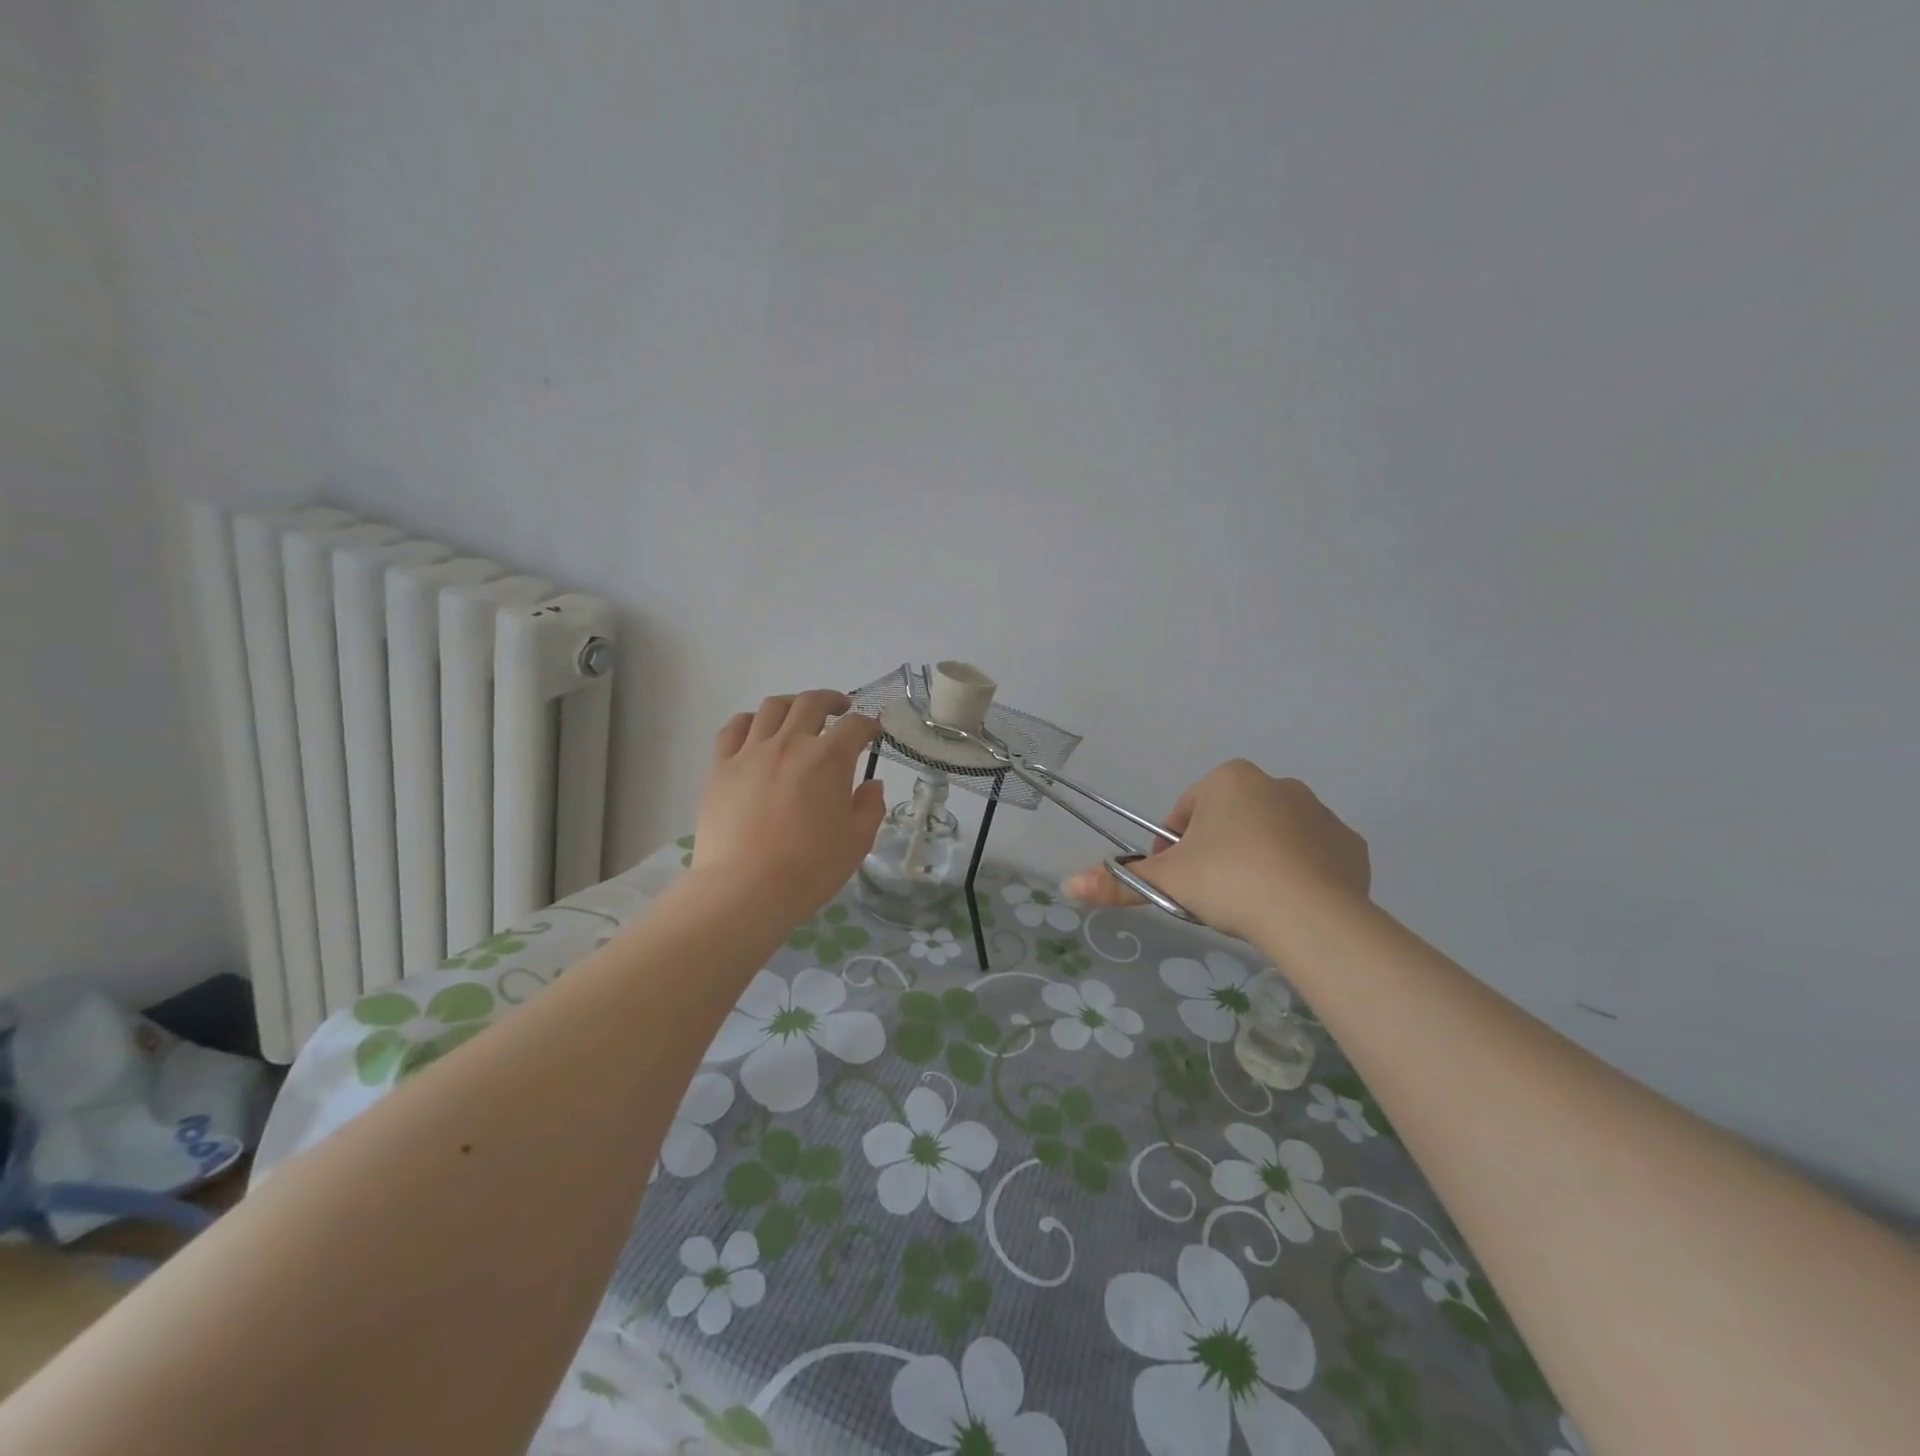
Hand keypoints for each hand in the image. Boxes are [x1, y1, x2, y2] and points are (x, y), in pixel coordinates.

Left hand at [695, 691, 886, 916]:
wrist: (745, 890)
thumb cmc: (810, 868)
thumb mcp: (857, 841)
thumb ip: (870, 807)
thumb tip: (871, 785)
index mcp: (829, 758)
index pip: (855, 727)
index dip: (869, 725)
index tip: (873, 732)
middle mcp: (791, 743)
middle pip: (812, 703)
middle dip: (832, 701)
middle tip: (841, 709)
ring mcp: (751, 752)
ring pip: (772, 707)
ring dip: (792, 704)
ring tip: (799, 715)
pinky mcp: (721, 767)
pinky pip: (734, 728)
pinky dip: (750, 720)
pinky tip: (757, 730)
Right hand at [1064, 760, 1369, 942]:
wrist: (1311, 915)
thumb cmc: (1228, 881)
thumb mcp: (1166, 882)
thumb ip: (1117, 883)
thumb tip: (1068, 886)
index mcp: (1229, 780)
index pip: (1186, 812)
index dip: (1173, 848)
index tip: (1175, 881)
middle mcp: (1277, 784)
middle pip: (1230, 821)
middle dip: (1217, 852)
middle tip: (1210, 895)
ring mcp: (1320, 813)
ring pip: (1273, 836)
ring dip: (1257, 860)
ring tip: (1251, 904)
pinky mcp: (1350, 845)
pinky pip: (1314, 855)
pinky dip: (1300, 873)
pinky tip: (1291, 904)